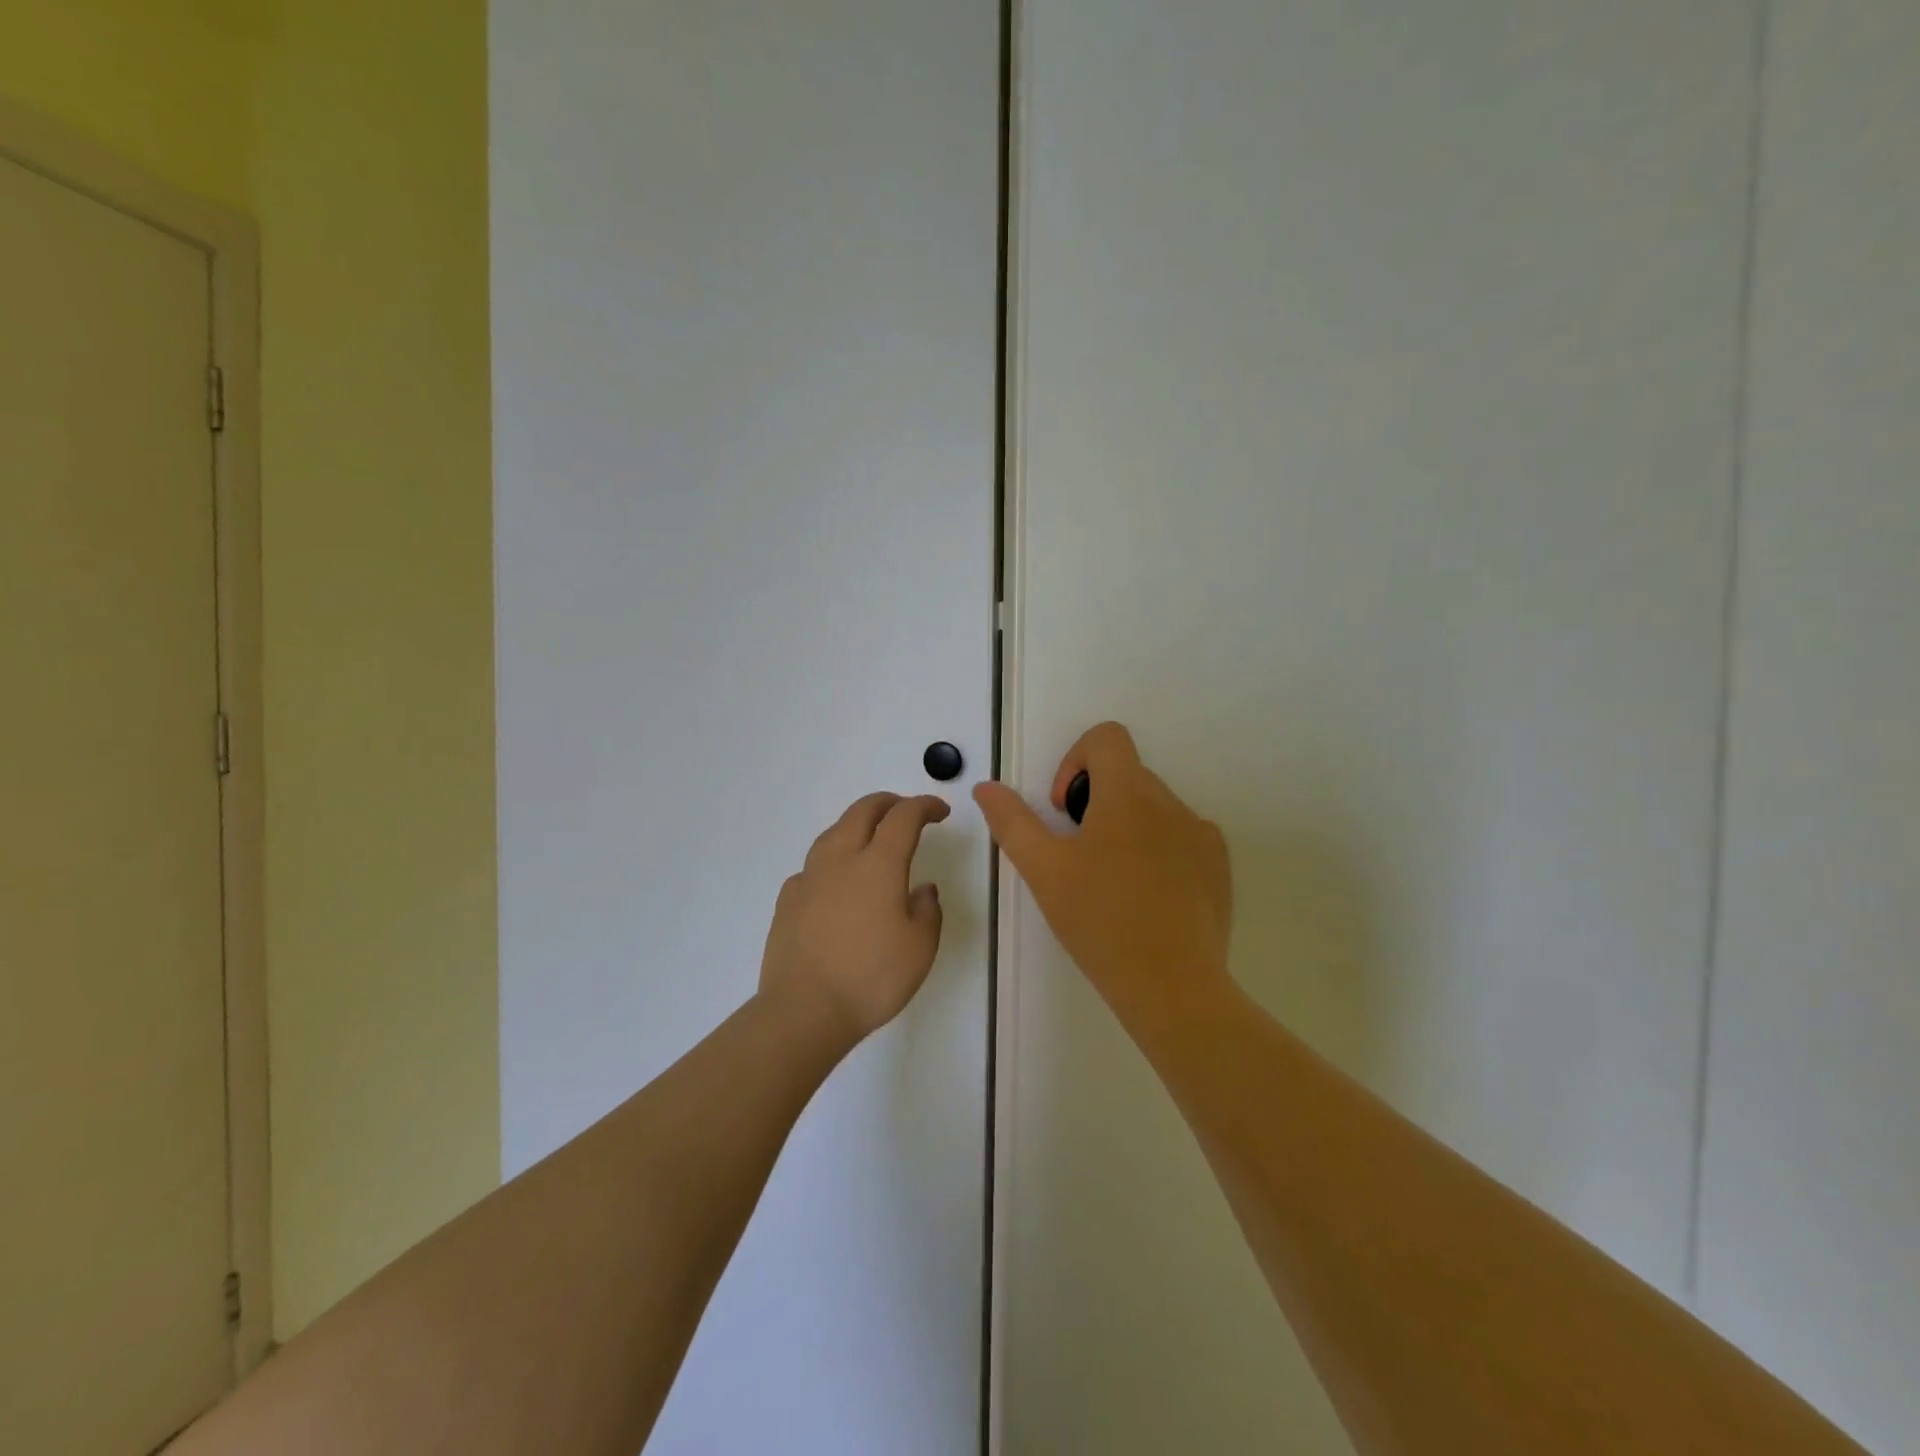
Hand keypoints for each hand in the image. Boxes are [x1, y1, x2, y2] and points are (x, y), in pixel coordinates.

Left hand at [758, 792, 950, 1045]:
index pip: (904, 817)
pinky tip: (837, 881)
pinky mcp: (788, 899)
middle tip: (907, 811)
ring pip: (833, 831)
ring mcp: (809, 877)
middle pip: (862, 810)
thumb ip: (927, 910)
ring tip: (872, 839)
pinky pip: (814, 864)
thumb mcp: (920, 948)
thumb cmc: (871, 978)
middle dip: (889, 803)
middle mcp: (841, 859)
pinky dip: (833, 860)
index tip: (940, 811)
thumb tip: (922, 889)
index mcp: (878, 864)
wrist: (803, 1010)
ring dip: (857, 824)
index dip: (924, 806)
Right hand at [974, 722, 1232, 1026]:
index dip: (1075, 761)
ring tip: (1112, 884)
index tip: (1066, 812)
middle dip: (1095, 803)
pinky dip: (1158, 852)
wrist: (1173, 987)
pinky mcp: (1219, 867)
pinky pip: (1182, 838)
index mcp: (1128, 794)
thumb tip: (987, 787)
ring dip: (1126, 829)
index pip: (1107, 738)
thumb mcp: (1043, 870)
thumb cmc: (1100, 922)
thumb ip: (1012, 821)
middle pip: (1127, 776)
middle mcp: (1171, 803)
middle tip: (1078, 858)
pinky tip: (1146, 900)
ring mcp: (1202, 835)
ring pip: (1153, 809)